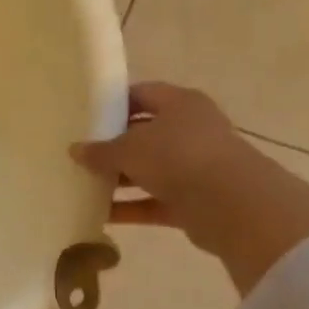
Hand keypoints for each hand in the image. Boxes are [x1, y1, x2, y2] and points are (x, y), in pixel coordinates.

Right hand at [70, 83, 308, 293]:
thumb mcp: (128, 149)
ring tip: (83, 185)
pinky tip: (99, 214)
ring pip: (149, 170)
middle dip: (113, 145)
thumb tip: (75, 150)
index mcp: (181, 104)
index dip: (114, 103)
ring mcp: (195, 166)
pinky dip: (130, 207)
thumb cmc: (177, 157)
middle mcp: (191, 130)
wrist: (232, 204)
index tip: (86, 116)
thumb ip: (100, 150)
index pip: (143, 94)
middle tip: (81, 153)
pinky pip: (154, 201)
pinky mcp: (195, 200)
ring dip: (119, 179)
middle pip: (145, 134)